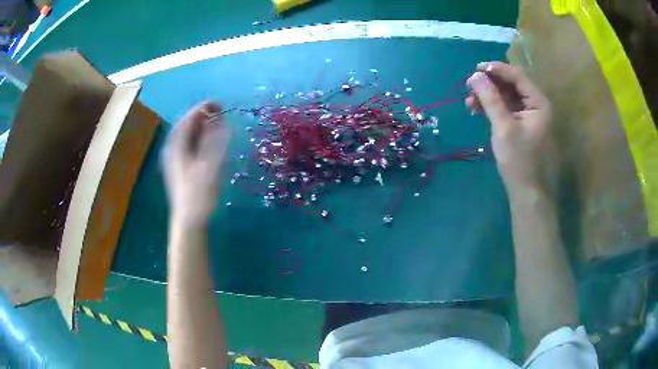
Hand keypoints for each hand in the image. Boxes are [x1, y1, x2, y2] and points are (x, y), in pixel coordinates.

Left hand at [162, 102, 230, 225]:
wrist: (189, 220)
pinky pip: (191, 146)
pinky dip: (201, 139)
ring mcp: (177, 160)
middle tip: (219, 110)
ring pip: (188, 137)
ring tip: (217, 122)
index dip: (200, 109)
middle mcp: (173, 150)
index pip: (186, 121)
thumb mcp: (209, 166)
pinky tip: (211, 140)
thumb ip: (215, 142)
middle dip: (202, 117)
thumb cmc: (198, 194)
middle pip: (186, 127)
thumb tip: (221, 121)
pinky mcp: (183, 168)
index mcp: (176, 147)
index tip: (216, 103)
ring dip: (202, 127)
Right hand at [466, 62, 552, 189]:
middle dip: (489, 83)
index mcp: (539, 103)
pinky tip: (476, 109)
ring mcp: (528, 114)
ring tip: (469, 100)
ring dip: (488, 95)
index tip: (475, 68)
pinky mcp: (520, 123)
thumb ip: (490, 99)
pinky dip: (491, 106)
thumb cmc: (519, 160)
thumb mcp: (503, 127)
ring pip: (506, 95)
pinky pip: (505, 107)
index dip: (496, 69)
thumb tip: (474, 75)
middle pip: (511, 84)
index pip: (517, 76)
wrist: (526, 191)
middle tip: (469, 85)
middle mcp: (535, 104)